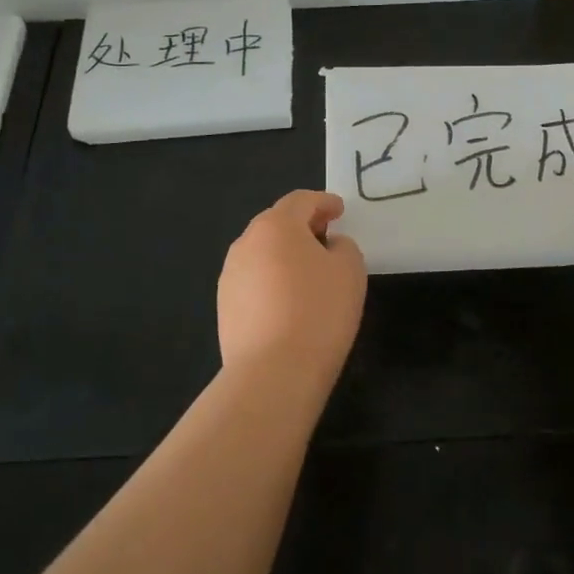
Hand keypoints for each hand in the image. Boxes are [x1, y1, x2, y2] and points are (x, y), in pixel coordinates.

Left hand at [218, 190, 366, 393]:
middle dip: (302, 225)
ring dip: (284, 254)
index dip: (323, 202)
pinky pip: (253, 281)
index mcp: (276, 226)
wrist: (272, 372)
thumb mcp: (349, 271)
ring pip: (262, 253)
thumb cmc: (318, 311)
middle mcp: (246, 243)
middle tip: (325, 236)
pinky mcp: (224, 307)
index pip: (301, 201)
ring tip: (308, 272)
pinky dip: (272, 281)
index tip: (339, 210)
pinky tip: (288, 302)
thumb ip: (343, 247)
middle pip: (276, 224)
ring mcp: (230, 276)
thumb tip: (328, 246)